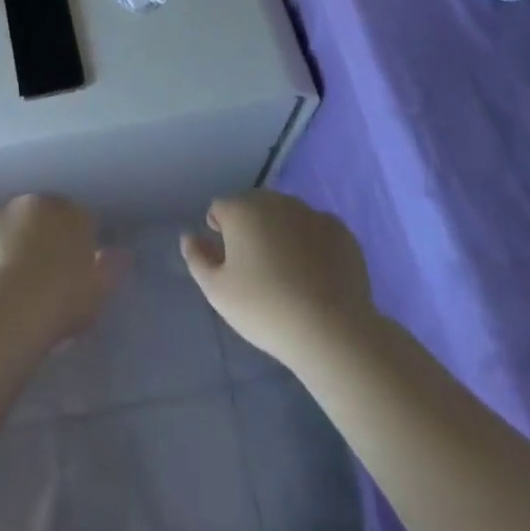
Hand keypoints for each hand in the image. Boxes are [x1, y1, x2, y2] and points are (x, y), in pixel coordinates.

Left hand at [0, 195, 121, 350]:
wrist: (10, 307)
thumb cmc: (61, 303)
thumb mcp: (97, 292)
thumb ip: (110, 269)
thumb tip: (124, 254)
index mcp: (75, 216)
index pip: (77, 221)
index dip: (70, 246)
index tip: (64, 273)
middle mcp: (42, 202)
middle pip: (42, 216)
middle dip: (38, 237)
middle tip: (33, 276)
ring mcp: (6, 207)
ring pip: (8, 221)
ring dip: (7, 239)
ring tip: (2, 278)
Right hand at [182, 190, 375, 364]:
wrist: (330, 329)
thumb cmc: (264, 309)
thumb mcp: (217, 292)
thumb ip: (198, 259)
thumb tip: (189, 236)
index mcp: (242, 209)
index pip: (220, 208)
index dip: (220, 230)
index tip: (228, 260)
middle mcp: (275, 201)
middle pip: (255, 207)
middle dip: (251, 228)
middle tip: (256, 267)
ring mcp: (311, 212)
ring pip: (287, 216)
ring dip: (282, 233)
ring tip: (288, 273)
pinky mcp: (341, 231)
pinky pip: (317, 230)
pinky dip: (313, 244)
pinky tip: (316, 275)